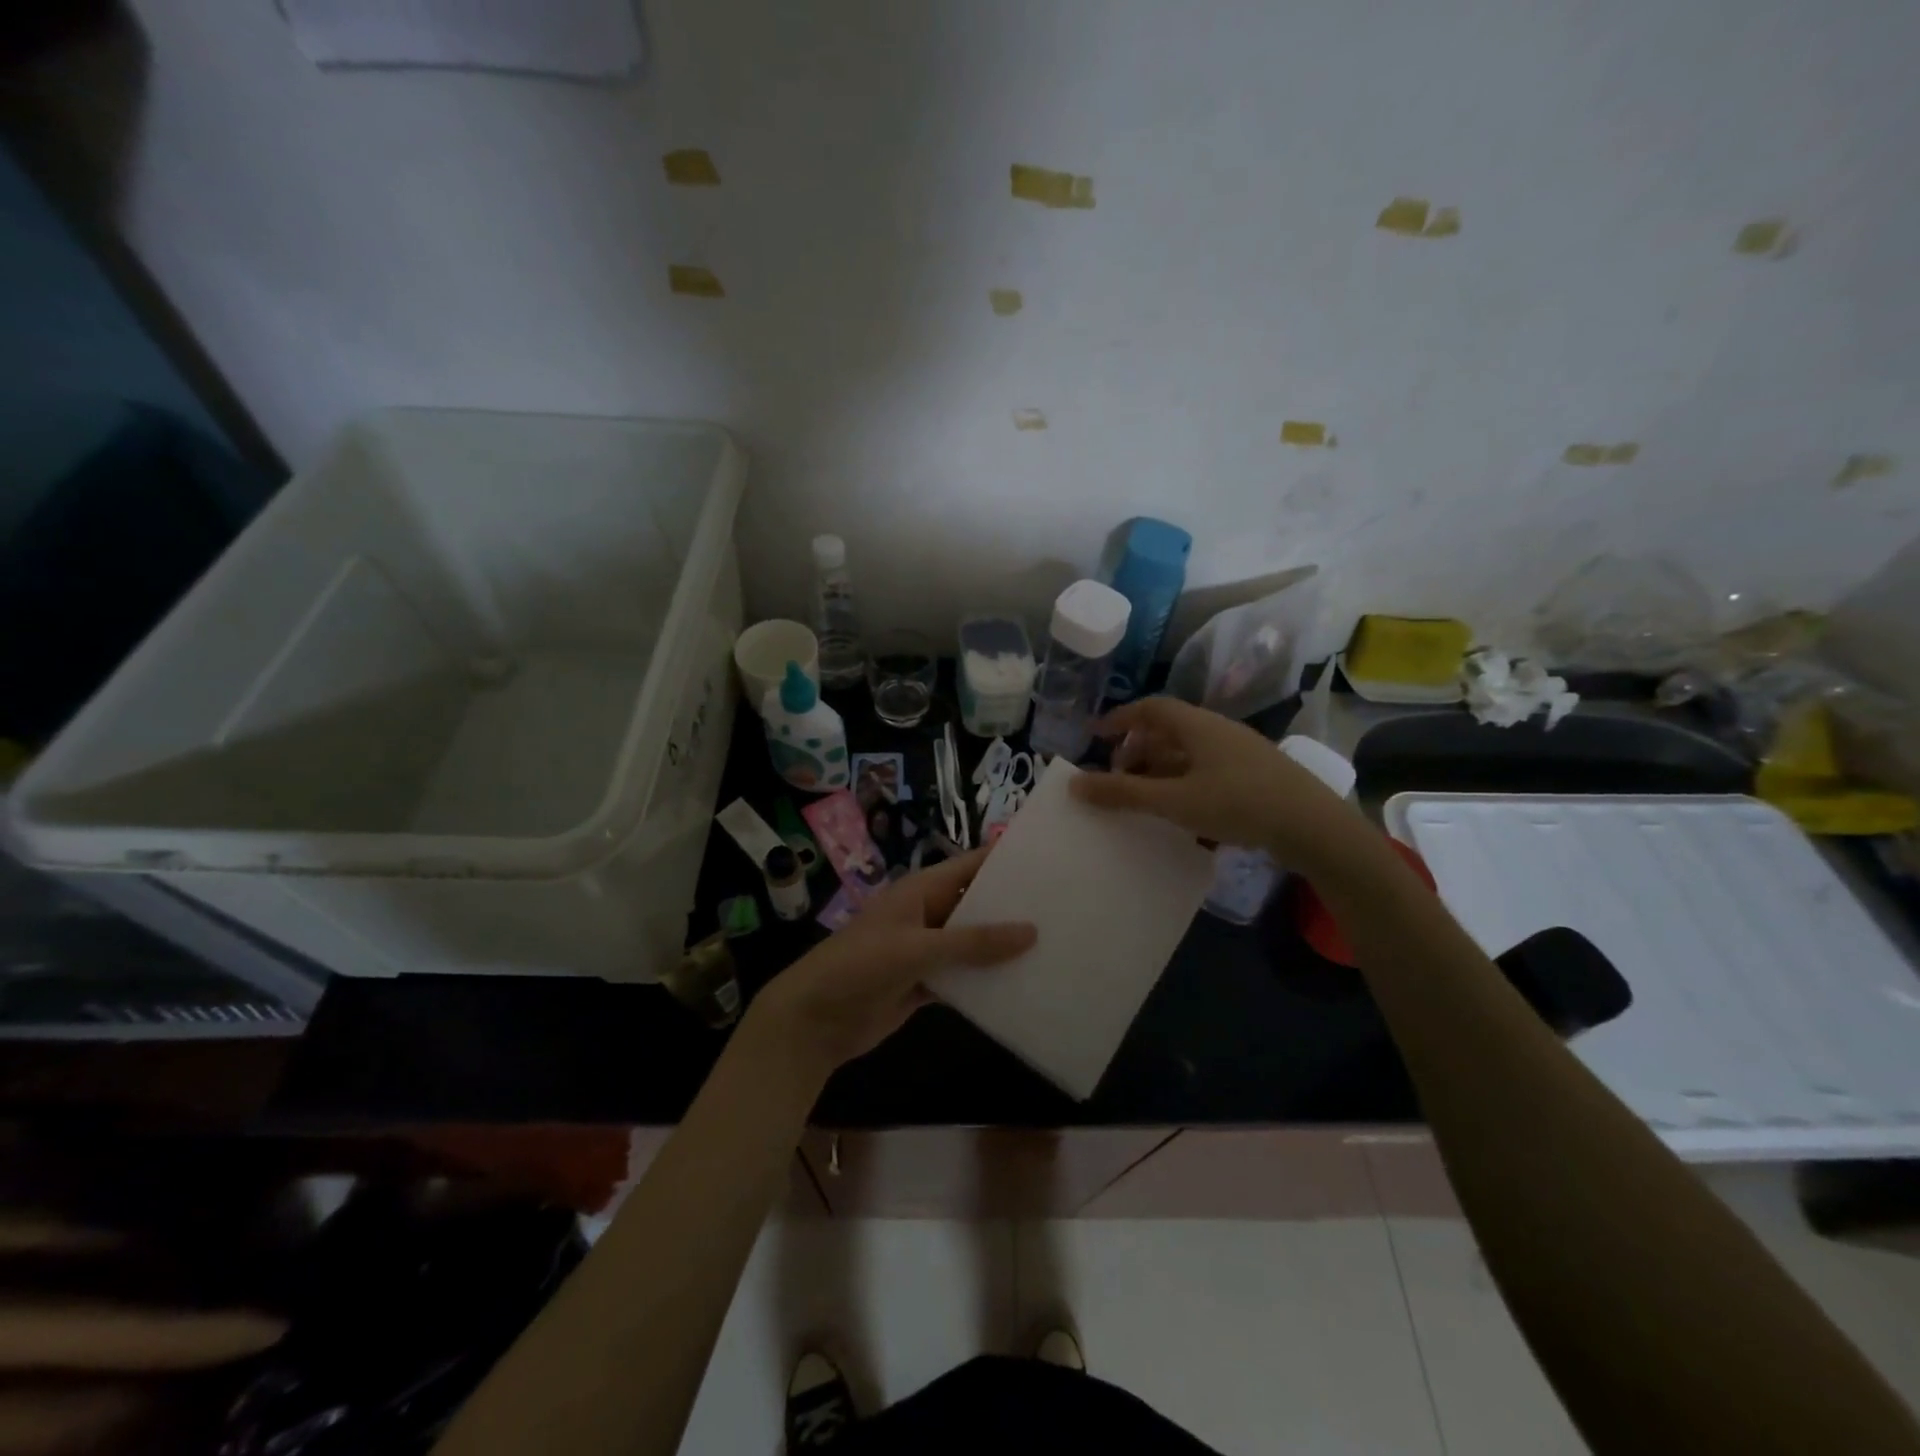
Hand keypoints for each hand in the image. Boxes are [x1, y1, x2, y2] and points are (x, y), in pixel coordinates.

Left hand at [741, 848, 1035, 1083]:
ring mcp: (926, 951)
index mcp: (920, 891)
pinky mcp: (925, 985)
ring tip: (1055, 949)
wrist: (814, 1021)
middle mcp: (927, 915)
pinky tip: (1022, 988)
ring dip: (1002, 950)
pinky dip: (986, 983)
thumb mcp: (917, 948)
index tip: (1050, 863)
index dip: (1005, 863)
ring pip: (972, 945)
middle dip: (1012, 910)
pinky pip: (963, 979)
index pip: (970, 867)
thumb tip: (1031, 931)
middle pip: (976, 906)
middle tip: (1064, 912)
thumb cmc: (860, 967)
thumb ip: (973, 942)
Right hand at [1069, 697, 1375, 873]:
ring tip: (1143, 798)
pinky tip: (1180, 813)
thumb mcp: (1174, 801)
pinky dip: (1183, 784)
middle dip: (1137, 749)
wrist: (1313, 827)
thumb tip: (1074, 784)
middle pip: (1168, 730)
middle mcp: (1218, 732)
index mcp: (1198, 726)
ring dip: (1160, 770)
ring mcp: (1239, 754)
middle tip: (1118, 776)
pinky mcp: (1254, 777)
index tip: (1095, 736)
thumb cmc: (1238, 803)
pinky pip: (1206, 771)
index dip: (1119, 718)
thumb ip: (1123, 794)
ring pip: (1188, 753)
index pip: (1150, 708)